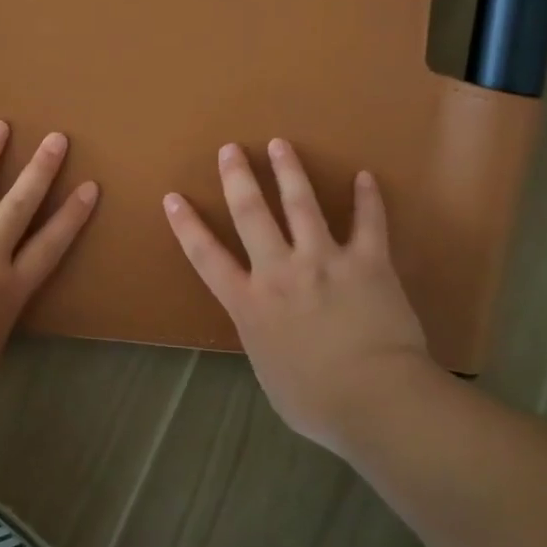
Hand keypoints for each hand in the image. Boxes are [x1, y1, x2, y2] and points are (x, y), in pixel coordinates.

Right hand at [163, 139, 436, 453]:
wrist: (373, 399)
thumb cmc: (315, 401)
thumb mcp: (269, 371)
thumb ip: (264, 339)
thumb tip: (270, 329)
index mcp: (249, 304)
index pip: (206, 256)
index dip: (187, 225)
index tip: (173, 197)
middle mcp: (280, 272)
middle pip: (251, 214)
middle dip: (238, 178)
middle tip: (230, 149)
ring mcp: (323, 261)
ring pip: (302, 204)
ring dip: (289, 171)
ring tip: (280, 145)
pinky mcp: (366, 262)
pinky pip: (368, 222)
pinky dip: (368, 198)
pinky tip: (365, 176)